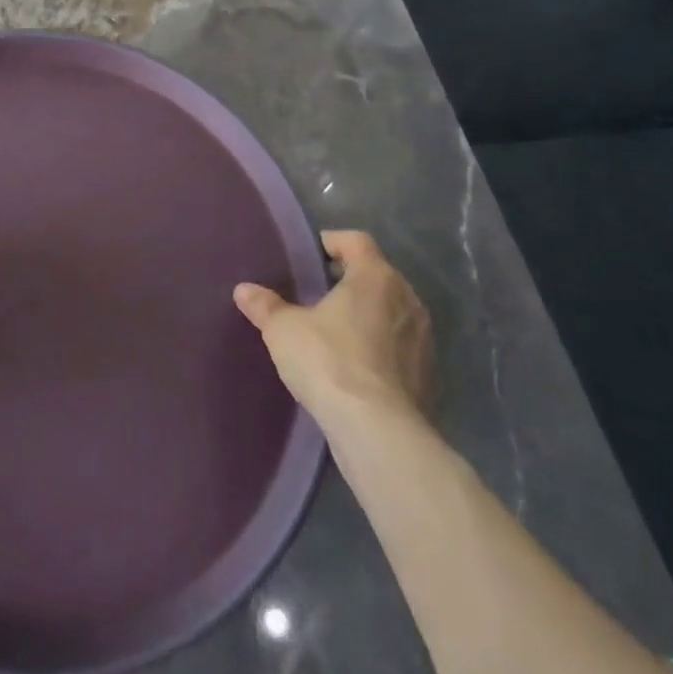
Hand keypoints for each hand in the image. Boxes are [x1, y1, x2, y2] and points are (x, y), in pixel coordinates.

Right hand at [234, 230, 433, 429]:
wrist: (378, 432)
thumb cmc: (329, 361)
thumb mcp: (284, 329)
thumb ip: (265, 305)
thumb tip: (244, 290)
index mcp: (375, 276)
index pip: (356, 241)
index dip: (332, 243)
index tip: (311, 256)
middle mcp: (407, 299)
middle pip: (377, 275)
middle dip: (350, 280)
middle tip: (318, 292)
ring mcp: (423, 339)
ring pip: (392, 311)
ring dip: (368, 315)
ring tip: (336, 330)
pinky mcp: (428, 376)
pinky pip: (400, 347)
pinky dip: (380, 348)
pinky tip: (355, 365)